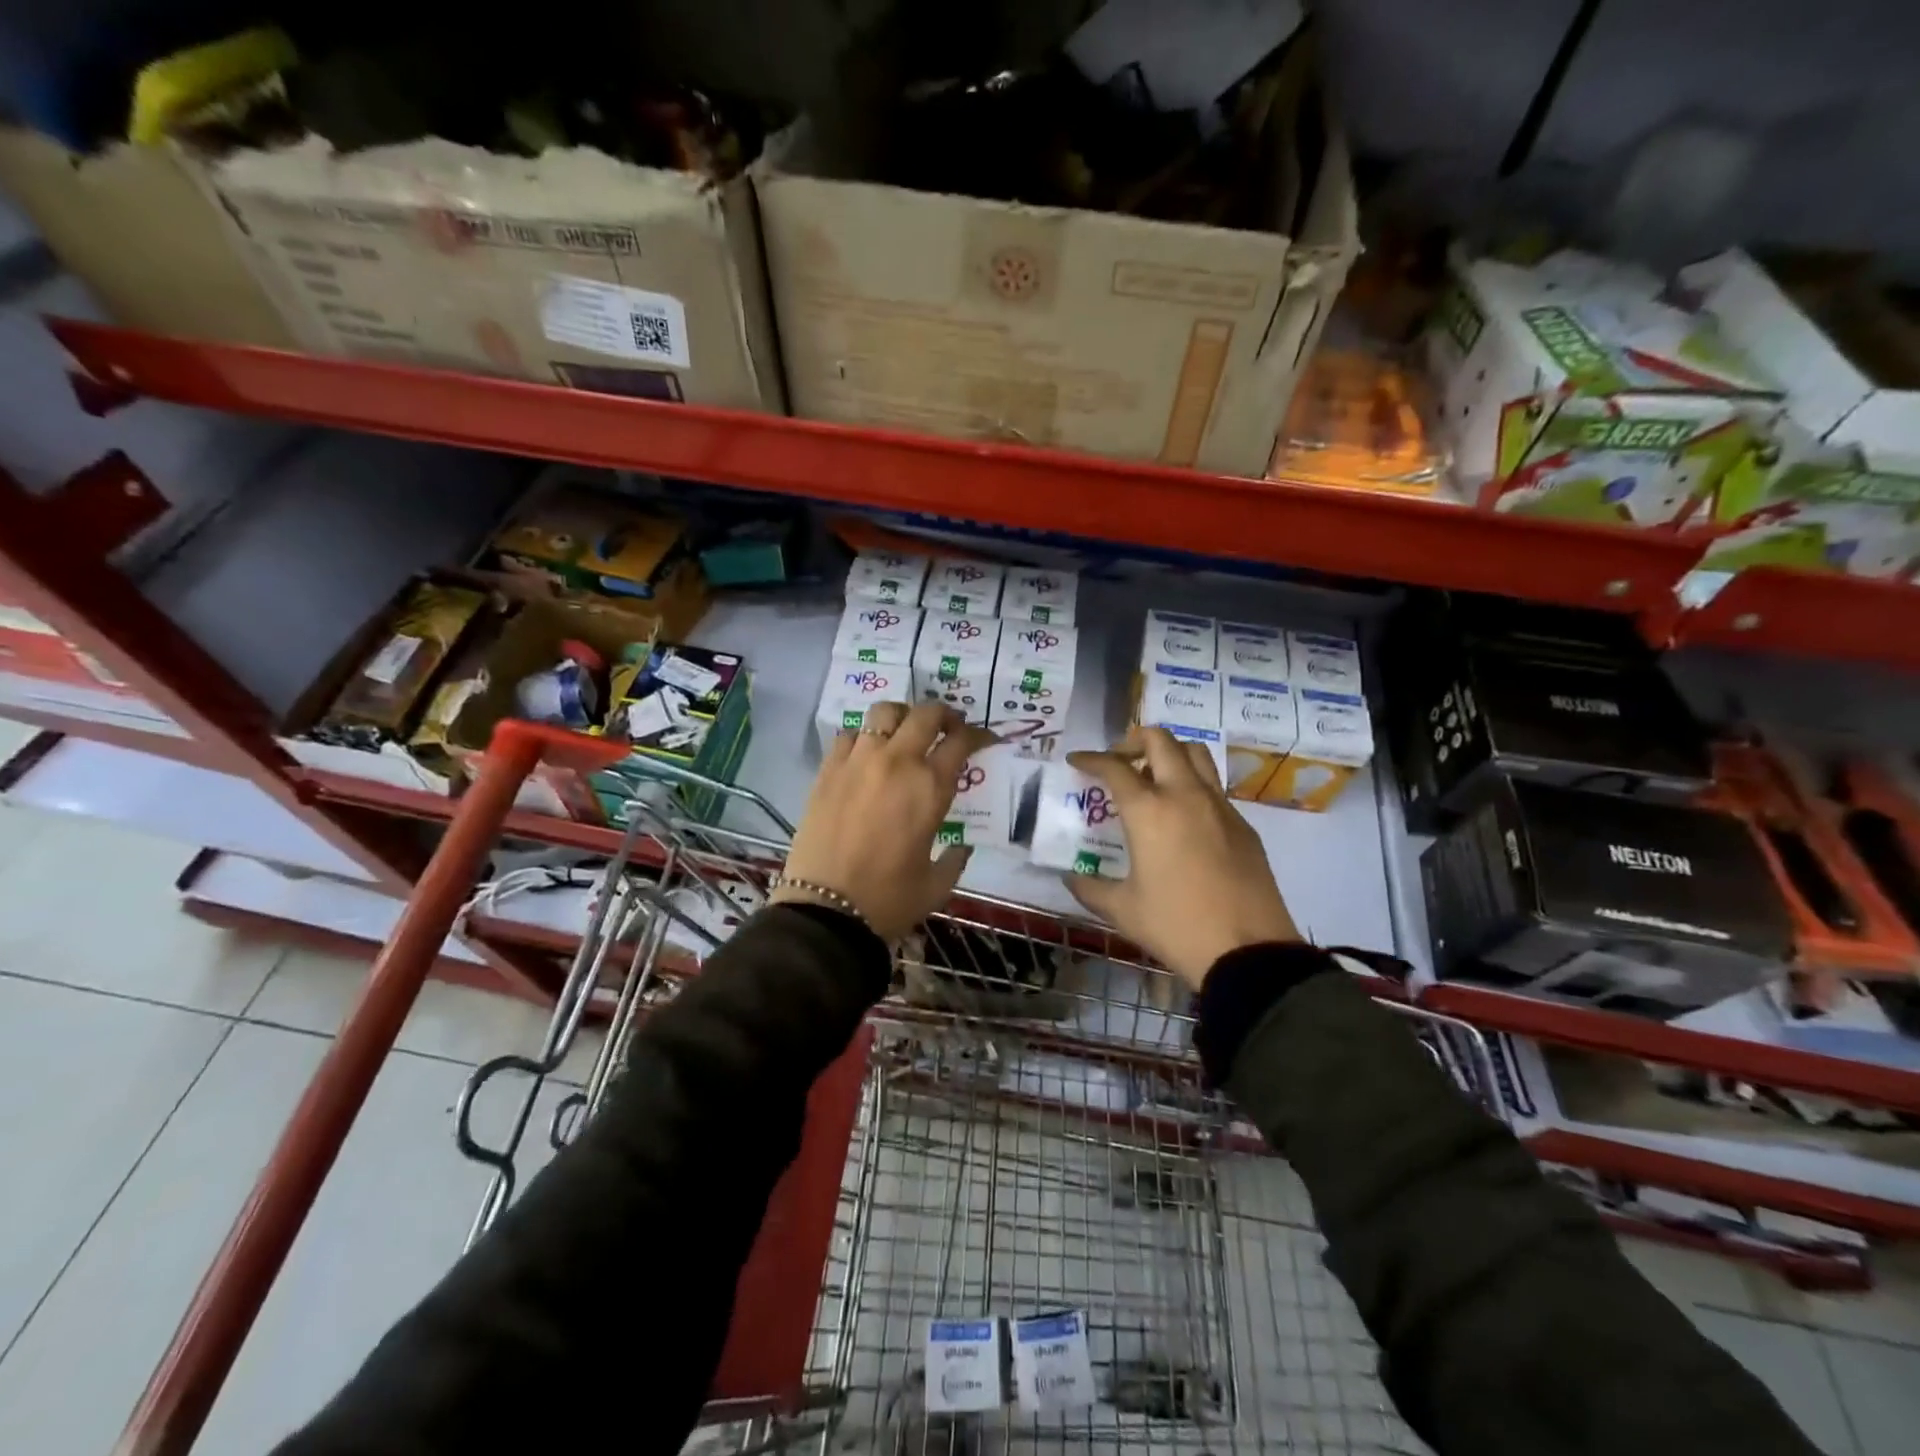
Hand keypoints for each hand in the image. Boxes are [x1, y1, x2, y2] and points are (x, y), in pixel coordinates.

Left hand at [773, 701, 996, 940]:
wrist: (826, 909)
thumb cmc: (889, 899)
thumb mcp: (937, 884)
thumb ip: (955, 859)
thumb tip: (960, 846)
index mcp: (929, 787)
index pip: (961, 742)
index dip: (978, 735)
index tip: (983, 739)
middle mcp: (896, 762)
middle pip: (925, 714)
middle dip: (944, 714)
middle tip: (949, 727)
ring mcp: (858, 761)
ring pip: (884, 712)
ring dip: (902, 716)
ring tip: (905, 732)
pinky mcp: (828, 769)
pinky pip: (849, 733)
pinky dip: (865, 736)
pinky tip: (868, 753)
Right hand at [1064, 727, 1298, 987]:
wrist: (1248, 951)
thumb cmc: (1176, 926)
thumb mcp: (1123, 910)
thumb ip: (1090, 888)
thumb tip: (1070, 878)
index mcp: (1149, 811)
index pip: (1114, 767)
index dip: (1091, 758)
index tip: (1076, 761)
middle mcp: (1185, 795)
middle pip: (1161, 741)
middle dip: (1134, 740)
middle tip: (1119, 760)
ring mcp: (1219, 806)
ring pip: (1195, 753)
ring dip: (1169, 753)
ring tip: (1153, 777)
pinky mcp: (1242, 824)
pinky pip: (1214, 786)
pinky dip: (1192, 783)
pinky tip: (1183, 815)